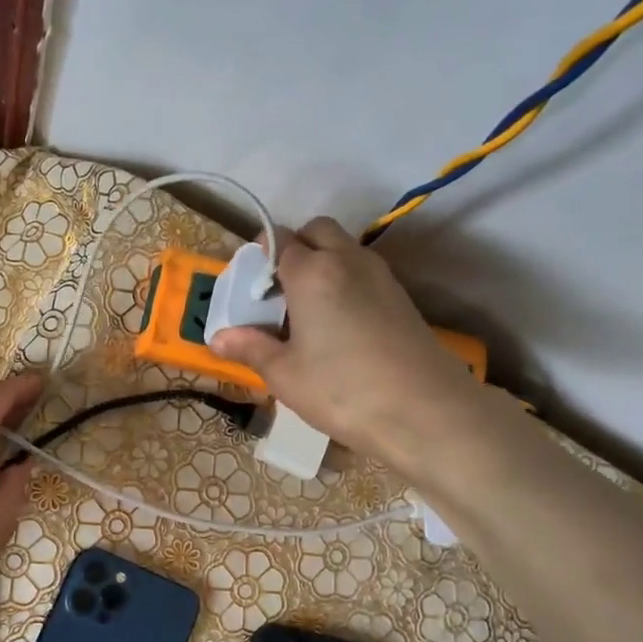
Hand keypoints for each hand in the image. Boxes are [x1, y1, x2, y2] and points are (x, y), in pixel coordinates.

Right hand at [208, 218, 473, 471]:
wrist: (424, 411)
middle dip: (295, 247)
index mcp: (312, 272)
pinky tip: (338, 326)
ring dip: (323, 264)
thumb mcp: (284, 375)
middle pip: (317, 230)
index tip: (251, 288)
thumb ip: (251, 348)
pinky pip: (364, 273)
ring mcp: (381, 277)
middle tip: (279, 292)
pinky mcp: (401, 298)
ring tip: (306, 312)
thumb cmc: (341, 390)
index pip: (280, 240)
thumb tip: (218, 338)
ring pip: (345, 249)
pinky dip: (345, 283)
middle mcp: (348, 261)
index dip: (260, 258)